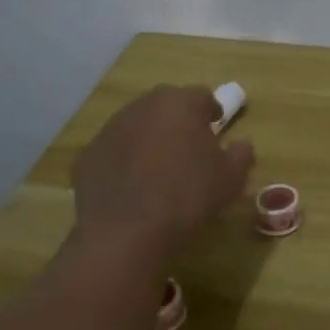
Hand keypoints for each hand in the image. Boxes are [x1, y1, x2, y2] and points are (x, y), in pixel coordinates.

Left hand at [69, 85, 254, 260]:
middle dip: (179, 120)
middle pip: (166, 105)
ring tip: (159, 168)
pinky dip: (124, 160)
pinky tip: (132, 187)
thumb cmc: (188, 197)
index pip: (203, 96)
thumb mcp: (231, 179)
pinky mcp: (87, 155)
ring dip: (150, 138)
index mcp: (180, 104)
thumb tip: (241, 143)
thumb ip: (241, 154)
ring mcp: (110, 129)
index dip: (212, 111)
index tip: (216, 129)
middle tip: (189, 147)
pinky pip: (114, 150)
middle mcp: (143, 107)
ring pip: (137, 125)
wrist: (126, 234)